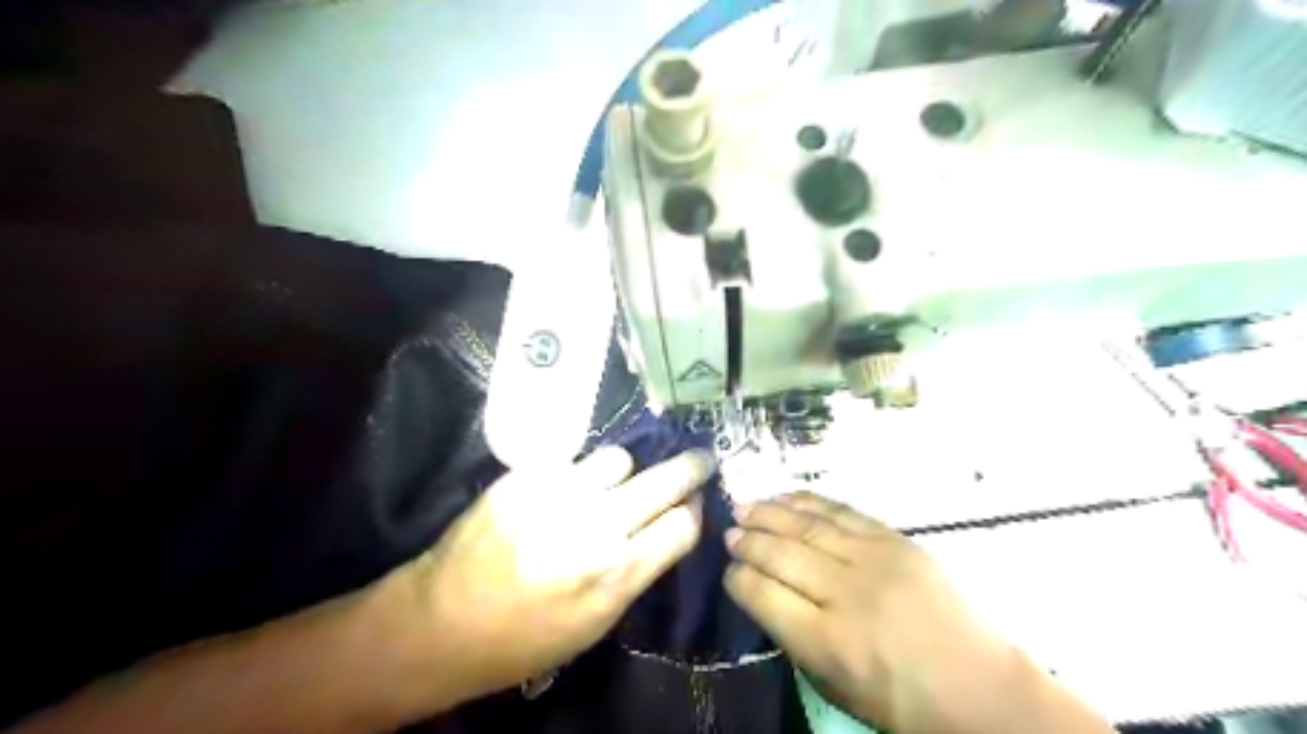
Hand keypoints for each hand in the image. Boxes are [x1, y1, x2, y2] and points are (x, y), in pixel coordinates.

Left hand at [396, 448, 710, 704]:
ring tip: (608, 485)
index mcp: (618, 574)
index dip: (694, 512)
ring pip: (619, 459)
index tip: (694, 504)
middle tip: (700, 459)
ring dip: (622, 472)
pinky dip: (577, 472)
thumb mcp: (597, 621)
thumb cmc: (527, 637)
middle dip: (691, 468)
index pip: (682, 525)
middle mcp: (596, 526)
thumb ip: (638, 569)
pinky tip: (565, 488)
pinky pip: (571, 459)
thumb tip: (669, 526)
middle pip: (666, 481)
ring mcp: (558, 494)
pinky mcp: (525, 476)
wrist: (444, 621)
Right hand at [725, 494, 1019, 733]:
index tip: (728, 570)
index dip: (738, 578)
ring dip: (769, 512)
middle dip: (747, 540)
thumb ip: (793, 637)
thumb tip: (762, 591)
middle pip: (781, 554)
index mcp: (828, 642)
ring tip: (744, 506)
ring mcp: (874, 560)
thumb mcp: (834, 686)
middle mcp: (847, 594)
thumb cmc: (900, 701)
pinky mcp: (896, 541)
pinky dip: (808, 501)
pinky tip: (786, 497)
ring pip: (807, 526)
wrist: (979, 688)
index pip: (762, 594)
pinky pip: (841, 511)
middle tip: (729, 532)